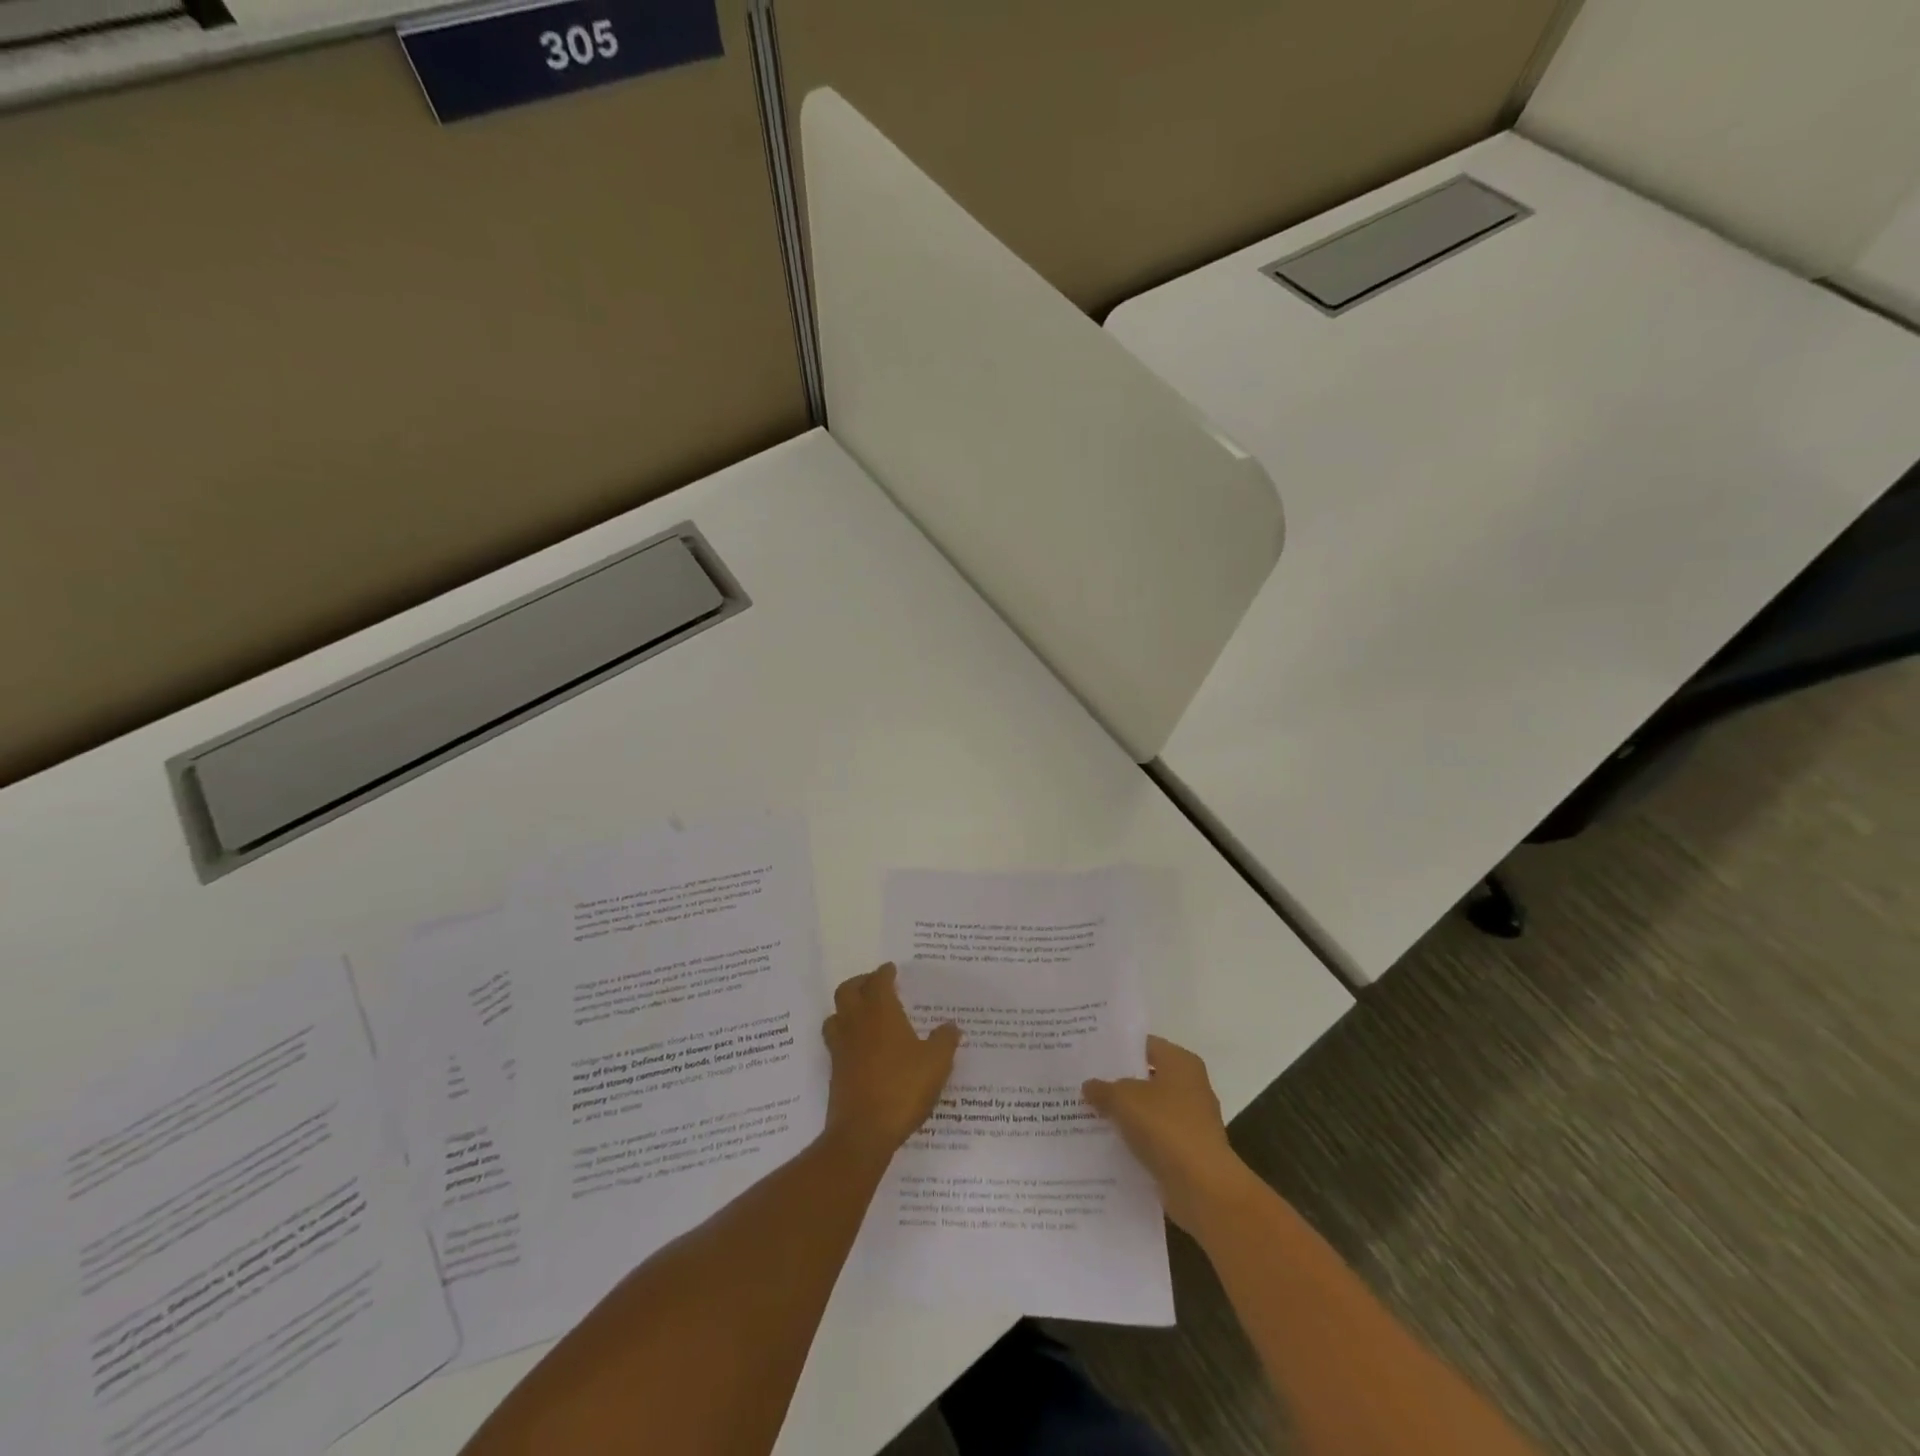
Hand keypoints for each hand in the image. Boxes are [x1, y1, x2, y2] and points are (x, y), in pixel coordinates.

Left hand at [822, 964, 959, 1163]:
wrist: (863, 1132)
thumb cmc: (903, 1088)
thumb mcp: (936, 1063)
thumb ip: (945, 1041)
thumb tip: (951, 1026)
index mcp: (880, 1012)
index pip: (878, 981)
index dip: (884, 973)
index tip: (891, 969)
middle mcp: (856, 1023)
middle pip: (847, 991)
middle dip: (860, 983)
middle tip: (874, 985)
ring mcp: (841, 1048)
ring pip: (836, 1015)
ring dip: (847, 1008)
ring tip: (863, 1013)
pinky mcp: (835, 1071)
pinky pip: (836, 1041)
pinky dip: (846, 1035)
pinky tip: (862, 1048)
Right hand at [1084, 1035, 1250, 1232]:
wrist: (1203, 1188)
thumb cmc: (1166, 1127)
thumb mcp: (1123, 1099)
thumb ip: (1103, 1088)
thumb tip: (1089, 1085)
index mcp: (1181, 1062)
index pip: (1144, 1045)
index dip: (1117, 1048)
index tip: (1090, 1053)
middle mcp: (1190, 1086)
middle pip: (1146, 1077)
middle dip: (1117, 1082)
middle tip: (1084, 1082)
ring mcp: (1191, 1121)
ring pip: (1149, 1110)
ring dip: (1125, 1114)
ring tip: (1088, 1113)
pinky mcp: (1187, 1152)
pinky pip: (1154, 1138)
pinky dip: (1135, 1140)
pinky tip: (1107, 1144)